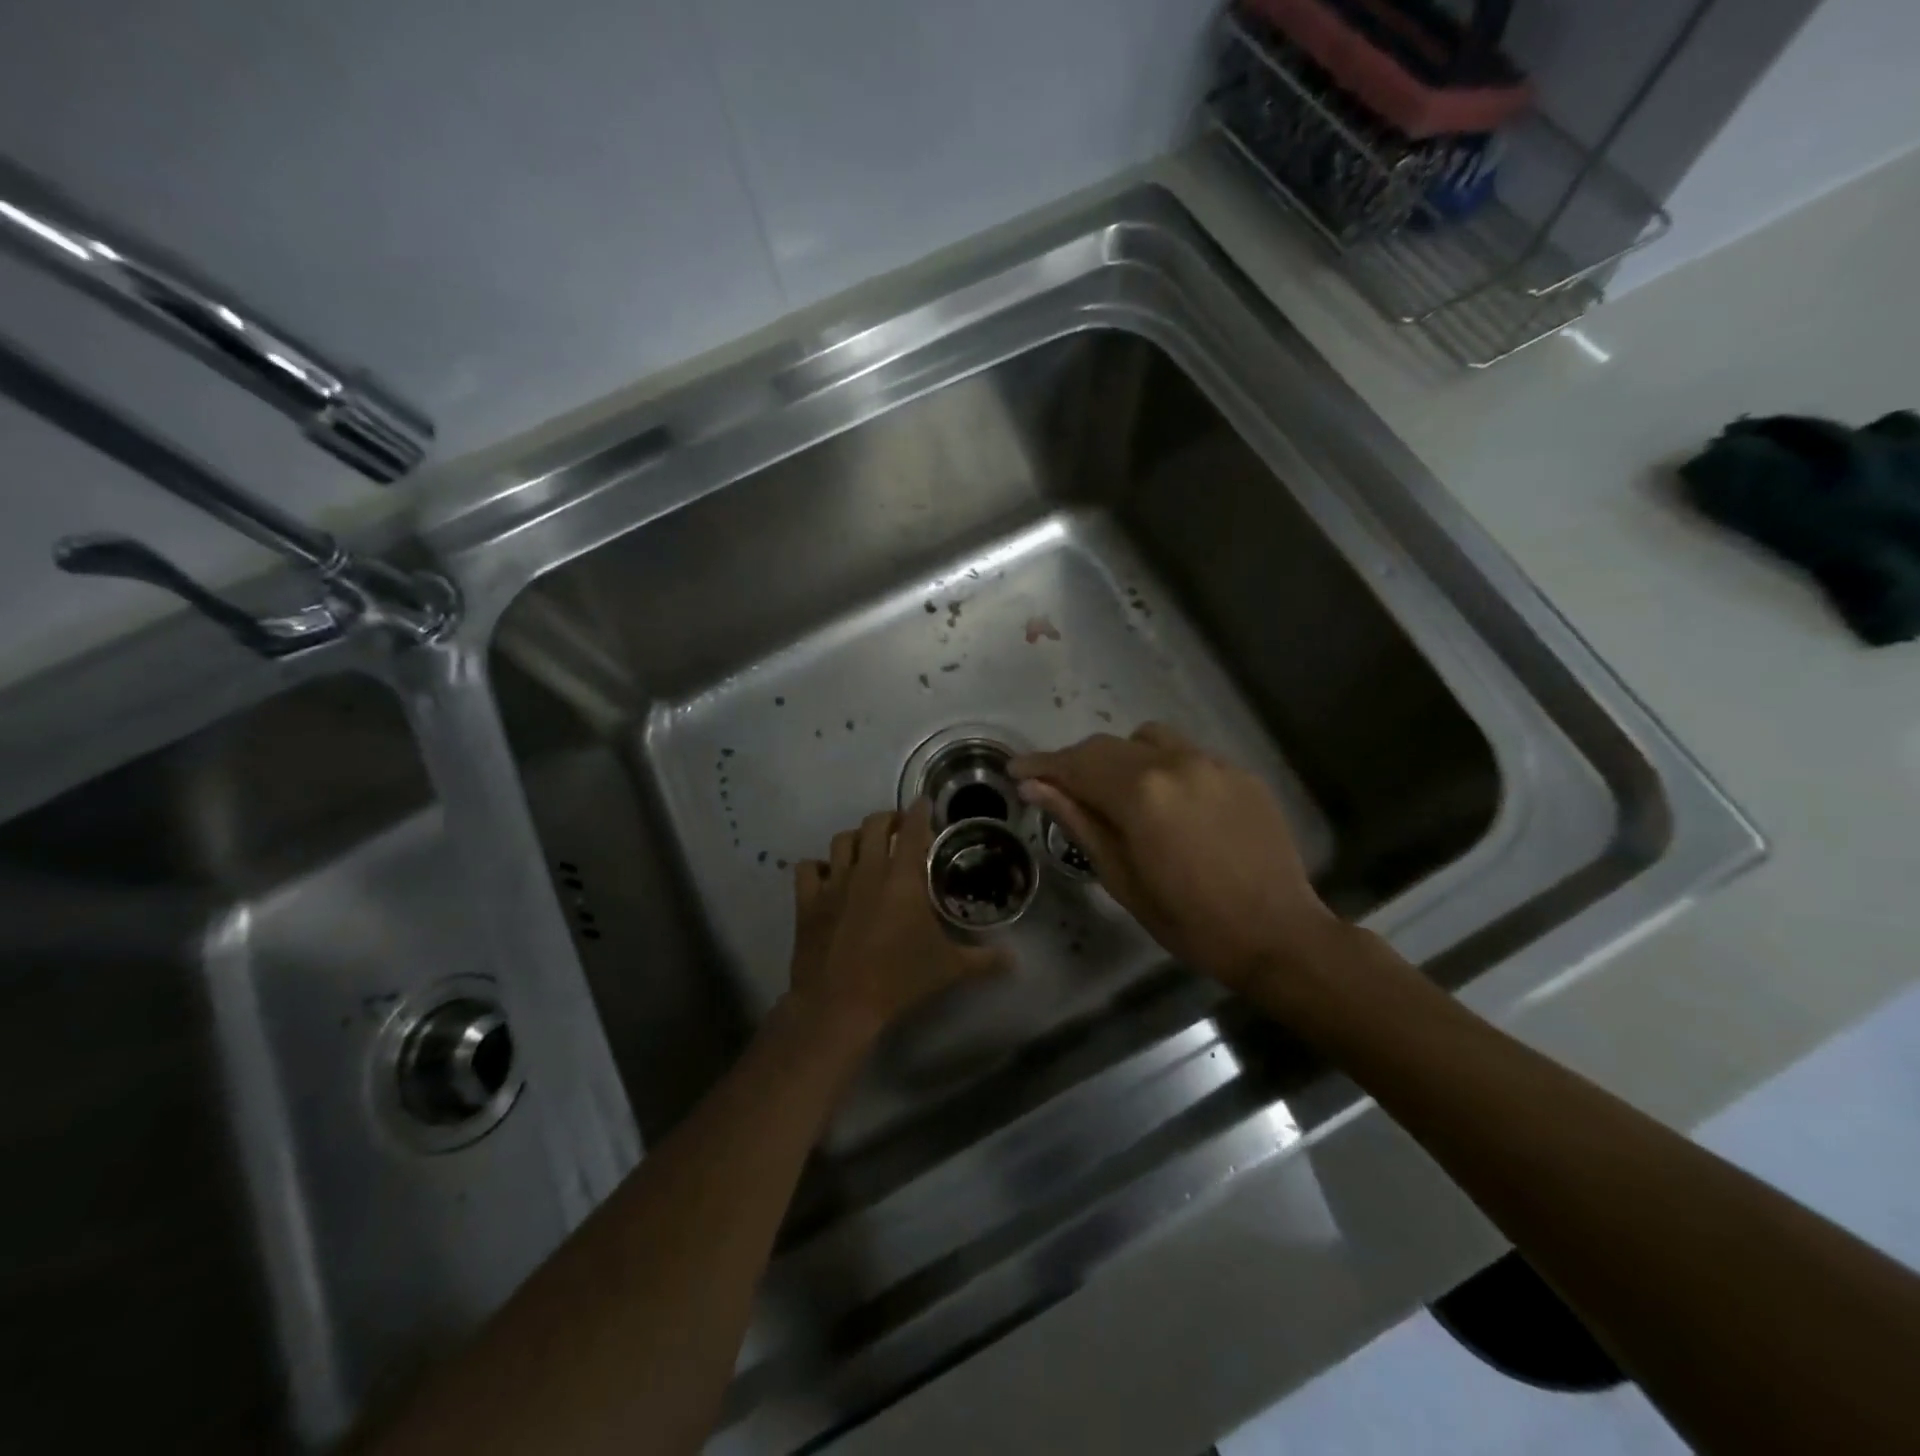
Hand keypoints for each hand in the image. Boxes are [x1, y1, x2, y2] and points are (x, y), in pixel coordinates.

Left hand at [787, 801, 1006, 1046]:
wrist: (839, 1004)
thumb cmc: (898, 980)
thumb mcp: (949, 969)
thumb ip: (984, 960)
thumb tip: (1015, 960)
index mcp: (903, 878)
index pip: (914, 829)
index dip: (920, 811)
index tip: (925, 804)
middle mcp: (868, 870)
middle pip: (875, 824)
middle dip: (890, 819)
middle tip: (900, 828)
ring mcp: (834, 883)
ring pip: (842, 840)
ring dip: (857, 838)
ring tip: (867, 848)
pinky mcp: (808, 901)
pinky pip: (808, 868)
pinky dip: (818, 867)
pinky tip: (828, 876)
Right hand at [1011, 724, 1343, 997]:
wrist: (1277, 934)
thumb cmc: (1189, 920)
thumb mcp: (1121, 877)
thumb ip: (1079, 822)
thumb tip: (1036, 787)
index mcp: (1141, 793)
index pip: (1077, 764)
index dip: (1041, 765)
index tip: (1016, 771)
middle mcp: (1175, 763)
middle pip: (1109, 746)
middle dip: (1077, 762)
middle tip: (1058, 787)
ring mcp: (1212, 763)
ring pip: (1149, 739)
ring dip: (1122, 757)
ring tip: (1118, 791)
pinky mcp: (1239, 772)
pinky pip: (1187, 754)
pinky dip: (1163, 767)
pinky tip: (1169, 802)